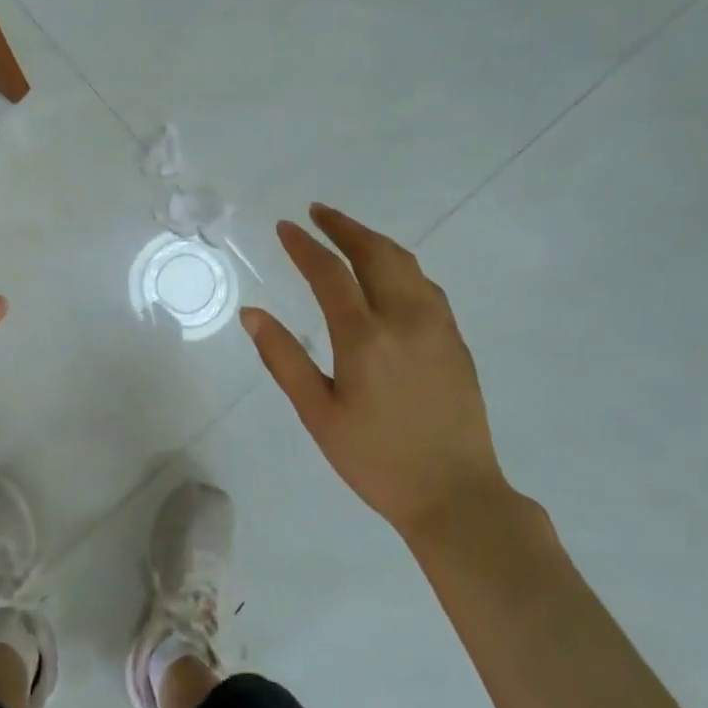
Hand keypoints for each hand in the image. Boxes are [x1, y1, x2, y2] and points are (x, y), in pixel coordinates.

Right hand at [239, 204, 502, 532]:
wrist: (456, 495)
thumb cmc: (376, 460)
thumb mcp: (318, 414)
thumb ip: (283, 358)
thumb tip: (252, 314)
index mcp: (366, 338)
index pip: (330, 274)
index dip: (305, 246)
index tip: (285, 227)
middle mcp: (406, 319)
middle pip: (375, 253)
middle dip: (344, 227)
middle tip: (318, 212)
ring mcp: (438, 326)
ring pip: (406, 263)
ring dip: (373, 241)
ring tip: (348, 233)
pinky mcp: (456, 340)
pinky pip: (425, 284)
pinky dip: (399, 264)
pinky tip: (387, 272)